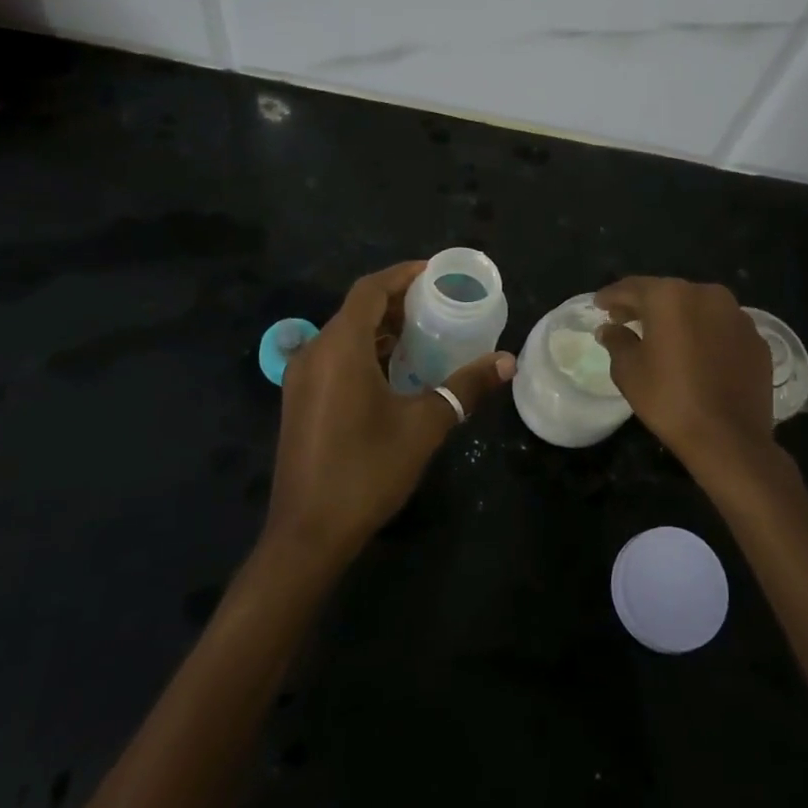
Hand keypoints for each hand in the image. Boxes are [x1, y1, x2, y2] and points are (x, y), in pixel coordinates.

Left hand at [266, 261, 513, 567]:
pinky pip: (335, 358)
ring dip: (382, 329)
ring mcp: (302, 379)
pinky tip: (396, 371)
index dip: (403, 275)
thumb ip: (465, 387)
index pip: (370, 290)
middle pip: (356, 310)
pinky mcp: (300, 401)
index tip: (436, 273)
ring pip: (345, 335)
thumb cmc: (366, 471)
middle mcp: (314, 353)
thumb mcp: (424, 425)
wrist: (308, 534)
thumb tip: (507, 362)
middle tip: (439, 304)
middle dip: (397, 302)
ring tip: (425, 333)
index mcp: (339, 348)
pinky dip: (366, 352)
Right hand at [596, 276, 785, 494]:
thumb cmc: (670, 400)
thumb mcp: (629, 371)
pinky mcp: (757, 339)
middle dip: (645, 305)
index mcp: (671, 296)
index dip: (612, 296)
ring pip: (698, 308)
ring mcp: (738, 316)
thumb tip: (610, 329)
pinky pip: (722, 328)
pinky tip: (696, 354)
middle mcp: (707, 295)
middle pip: (667, 293)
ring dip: (678, 318)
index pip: (633, 287)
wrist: (730, 438)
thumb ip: (617, 341)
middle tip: (625, 319)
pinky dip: (705, 334)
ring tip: (662, 336)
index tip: (599, 304)